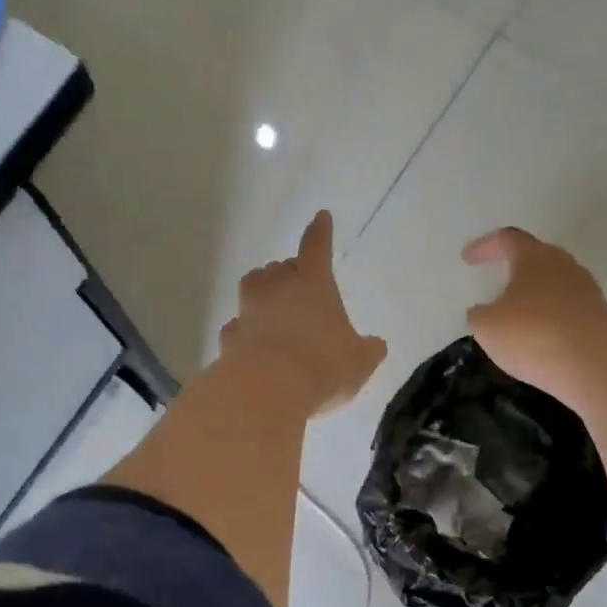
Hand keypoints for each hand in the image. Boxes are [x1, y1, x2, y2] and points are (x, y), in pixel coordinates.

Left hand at [219, 211, 387, 414]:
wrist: (266, 390)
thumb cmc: (322, 365)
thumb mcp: (359, 361)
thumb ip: (368, 350)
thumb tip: (376, 345)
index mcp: (313, 284)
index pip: (317, 248)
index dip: (320, 233)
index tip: (321, 217)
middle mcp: (276, 291)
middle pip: (278, 268)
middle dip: (287, 271)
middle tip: (296, 281)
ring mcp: (248, 313)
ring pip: (251, 290)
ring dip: (261, 293)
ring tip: (269, 305)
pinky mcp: (229, 340)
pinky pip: (237, 327)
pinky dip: (245, 331)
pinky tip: (251, 344)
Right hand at [462, 227, 606, 406]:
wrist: (593, 366)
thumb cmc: (532, 335)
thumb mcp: (487, 326)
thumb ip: (479, 314)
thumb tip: (483, 311)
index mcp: (535, 258)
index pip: (507, 239)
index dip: (485, 246)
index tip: (467, 258)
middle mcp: (564, 265)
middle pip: (537, 256)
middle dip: (515, 265)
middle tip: (496, 277)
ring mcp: (586, 290)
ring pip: (554, 282)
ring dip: (534, 292)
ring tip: (516, 311)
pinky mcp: (599, 316)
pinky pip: (567, 308)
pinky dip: (550, 315)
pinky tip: (539, 334)